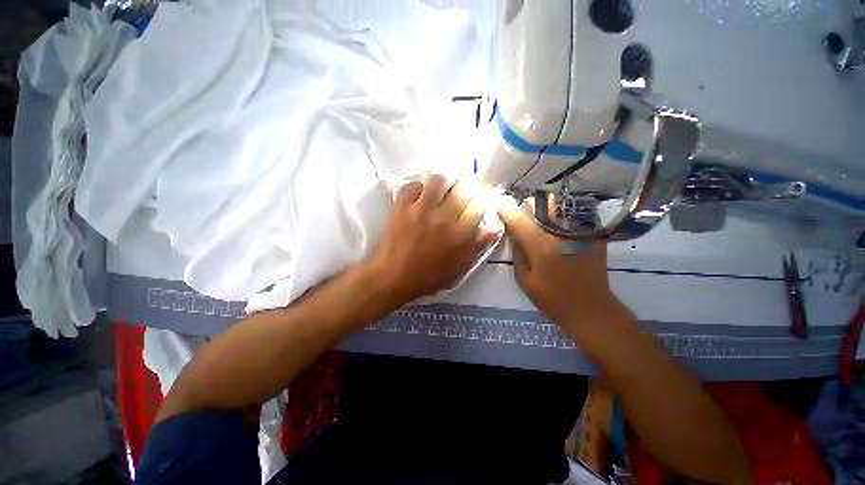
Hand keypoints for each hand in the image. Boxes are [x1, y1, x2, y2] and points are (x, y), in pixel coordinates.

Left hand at [366, 175, 499, 304]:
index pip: (479, 204)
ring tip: (444, 188)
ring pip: (439, 180)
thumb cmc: (428, 276)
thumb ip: (477, 246)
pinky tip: (421, 194)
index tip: (479, 198)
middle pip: (462, 187)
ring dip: (445, 181)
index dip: (482, 197)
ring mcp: (420, 209)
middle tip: (464, 190)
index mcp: (459, 234)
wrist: (393, 276)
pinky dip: (420, 186)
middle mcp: (443, 217)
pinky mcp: (402, 206)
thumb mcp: (458, 268)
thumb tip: (495, 227)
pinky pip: (414, 184)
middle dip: (468, 185)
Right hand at [495, 195, 627, 331]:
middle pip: (538, 202)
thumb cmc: (553, 299)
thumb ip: (517, 252)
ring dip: (541, 206)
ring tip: (536, 217)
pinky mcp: (592, 233)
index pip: (517, 218)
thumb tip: (513, 231)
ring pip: (556, 203)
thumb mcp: (524, 279)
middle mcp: (560, 232)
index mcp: (541, 246)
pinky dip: (559, 213)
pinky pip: (572, 212)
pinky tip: (556, 225)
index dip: (504, 206)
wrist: (591, 310)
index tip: (496, 200)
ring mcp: (579, 231)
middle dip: (523, 205)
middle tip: (518, 214)